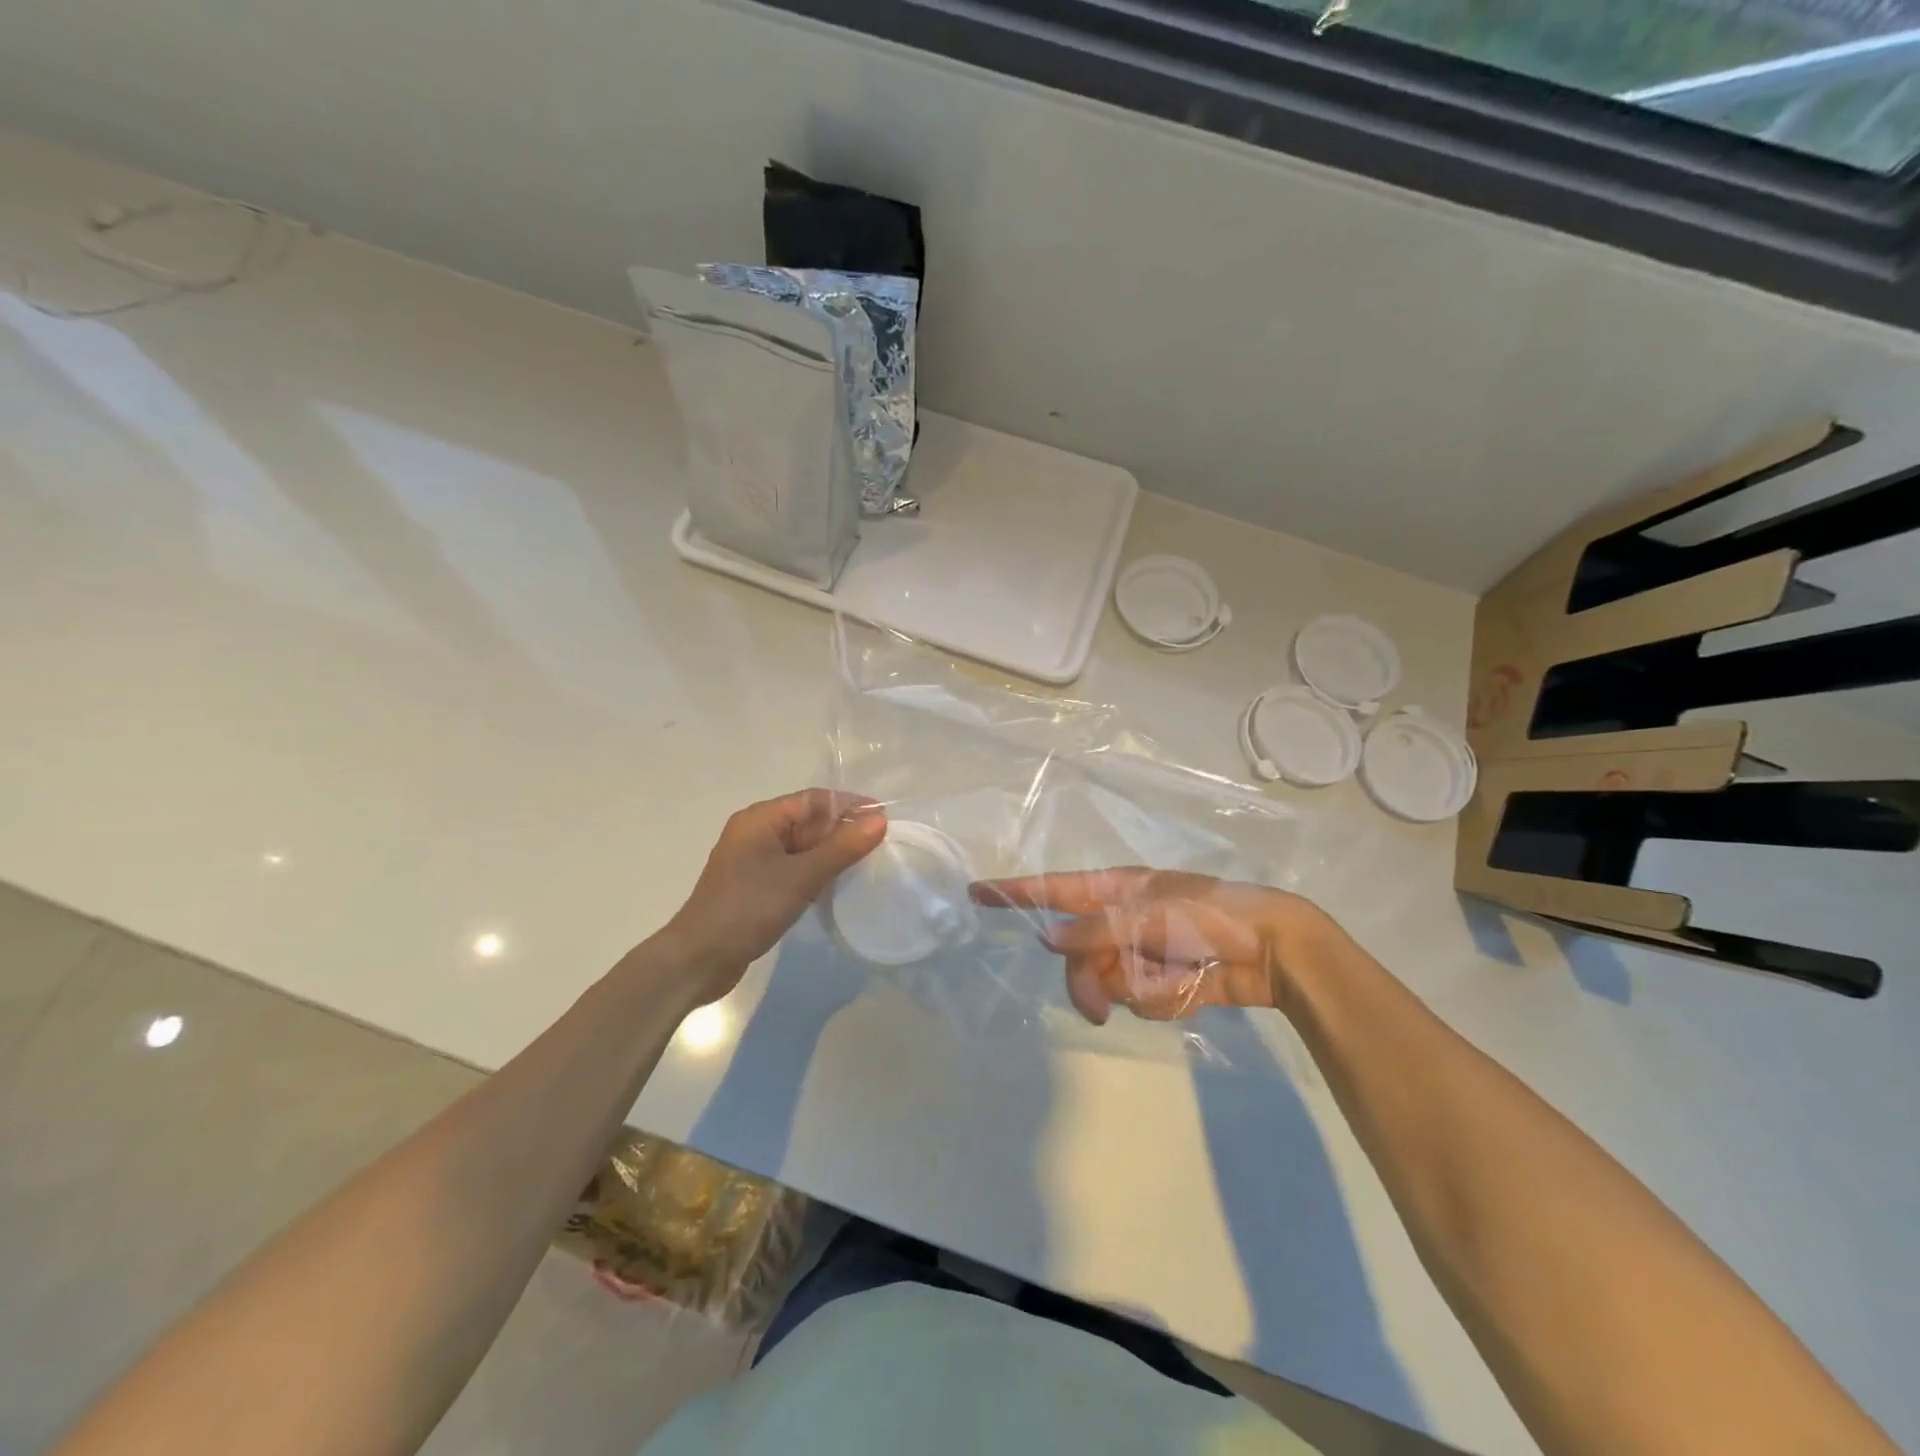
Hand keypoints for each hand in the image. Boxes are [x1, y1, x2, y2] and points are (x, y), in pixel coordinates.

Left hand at [653, 789, 885, 1004]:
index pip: (814, 799)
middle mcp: (756, 832)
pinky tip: (836, 886)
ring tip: (867, 866)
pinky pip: (793, 868)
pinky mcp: (755, 885)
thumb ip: (841, 848)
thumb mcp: (800, 877)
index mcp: (761, 819)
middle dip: (842, 831)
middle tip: (881, 847)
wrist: (699, 960)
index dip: (850, 806)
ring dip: (831, 854)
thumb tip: (879, 821)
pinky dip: (815, 872)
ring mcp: (754, 860)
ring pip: (802, 847)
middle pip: (808, 821)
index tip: (884, 819)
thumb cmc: (748, 909)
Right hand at [970, 868, 1333, 1023]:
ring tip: (1174, 982)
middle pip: (1076, 954)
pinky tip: (1192, 986)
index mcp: (1116, 890)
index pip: (1053, 889)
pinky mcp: (1162, 982)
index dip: (1014, 893)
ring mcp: (1141, 952)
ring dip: (1135, 990)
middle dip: (1088, 981)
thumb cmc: (1212, 915)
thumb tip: (1048, 941)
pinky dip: (1163, 999)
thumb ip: (1098, 930)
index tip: (976, 894)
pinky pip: (1140, 999)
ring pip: (1106, 982)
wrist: (1275, 949)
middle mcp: (1121, 920)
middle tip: (1099, 1007)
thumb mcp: (1152, 915)